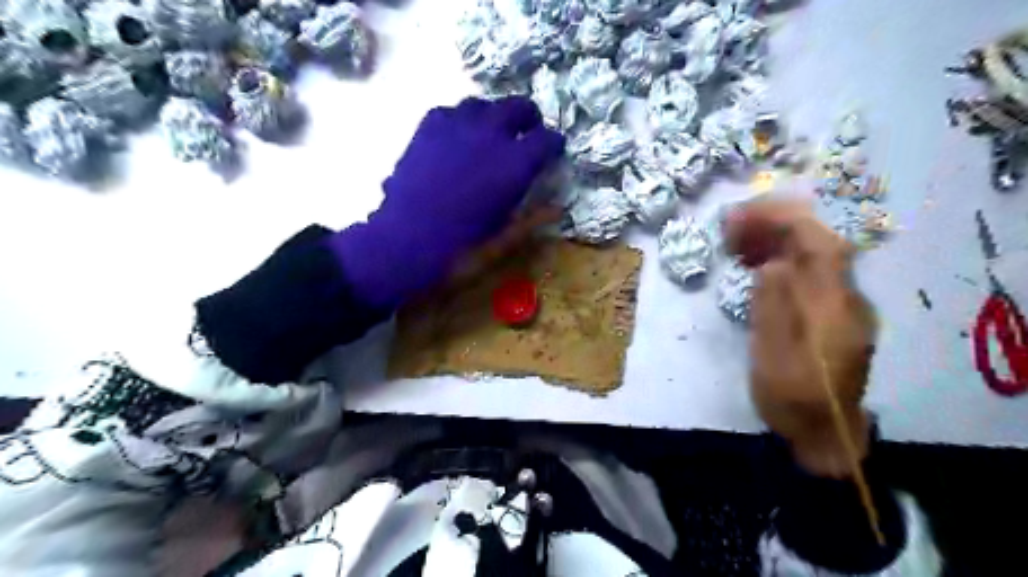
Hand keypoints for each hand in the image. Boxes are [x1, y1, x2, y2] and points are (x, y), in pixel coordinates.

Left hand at [329, 97, 565, 308]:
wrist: (407, 239)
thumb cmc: (462, 246)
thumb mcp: (504, 238)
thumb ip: (533, 218)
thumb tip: (556, 209)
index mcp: (515, 164)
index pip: (546, 140)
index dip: (553, 145)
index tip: (553, 150)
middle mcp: (490, 135)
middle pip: (518, 107)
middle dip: (528, 118)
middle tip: (528, 131)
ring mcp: (457, 126)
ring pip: (483, 104)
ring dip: (493, 116)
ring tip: (492, 132)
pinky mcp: (428, 126)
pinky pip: (451, 111)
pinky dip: (462, 120)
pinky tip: (459, 137)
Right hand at [721, 198, 874, 477]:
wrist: (825, 434)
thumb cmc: (794, 399)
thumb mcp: (774, 358)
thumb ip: (773, 307)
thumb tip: (771, 264)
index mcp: (832, 306)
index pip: (817, 242)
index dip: (781, 219)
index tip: (741, 215)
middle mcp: (843, 296)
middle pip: (815, 242)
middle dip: (771, 224)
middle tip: (728, 225)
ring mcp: (838, 303)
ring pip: (809, 255)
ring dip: (772, 240)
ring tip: (733, 241)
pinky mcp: (828, 312)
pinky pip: (804, 272)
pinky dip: (776, 259)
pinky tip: (753, 265)